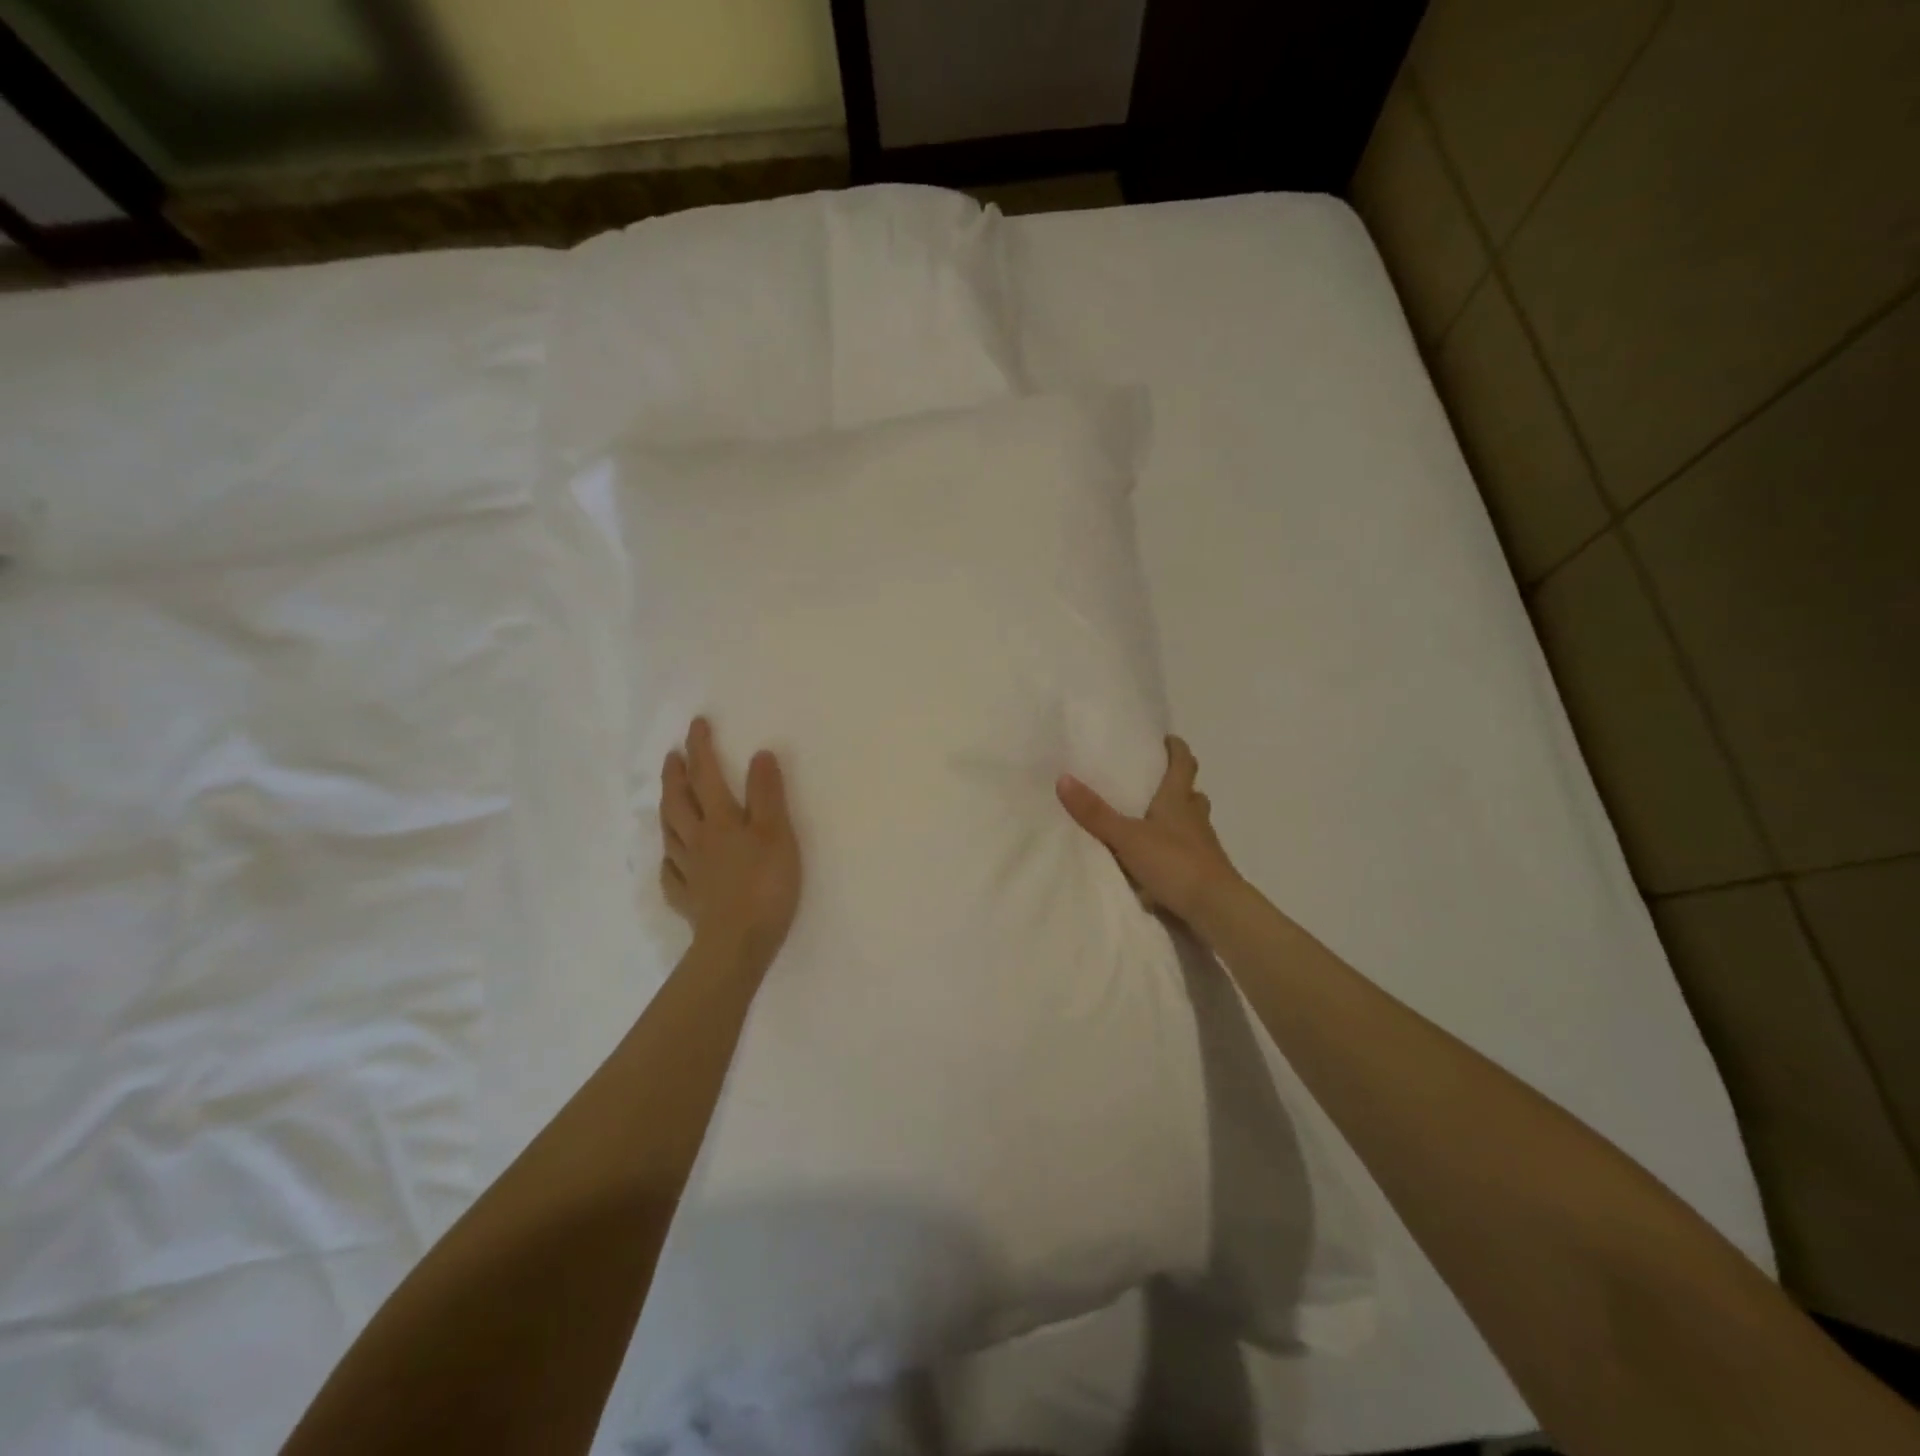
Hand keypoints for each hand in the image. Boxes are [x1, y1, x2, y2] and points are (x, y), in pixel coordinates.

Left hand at [659, 717, 800, 966]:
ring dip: (667, 810)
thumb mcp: (777, 834)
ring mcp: (689, 872)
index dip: (702, 749)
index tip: (697, 724)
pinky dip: (670, 859)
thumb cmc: (766, 884)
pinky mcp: (689, 900)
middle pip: (679, 802)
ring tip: (668, 797)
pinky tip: (671, 860)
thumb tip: (759, 754)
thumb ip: (768, 794)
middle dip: (676, 776)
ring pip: (670, 834)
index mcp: (721, 822)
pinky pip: (672, 873)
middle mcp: (698, 841)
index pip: (707, 776)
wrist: (739, 943)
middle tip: (673, 756)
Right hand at [1057, 735, 1242, 930]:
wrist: (1215, 908)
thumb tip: (1063, 778)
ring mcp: (1203, 846)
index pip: (1183, 765)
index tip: (1169, 739)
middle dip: (1178, 785)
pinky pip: (1188, 851)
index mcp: (1179, 801)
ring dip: (1178, 818)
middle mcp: (1195, 818)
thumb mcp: (1127, 837)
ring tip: (1153, 821)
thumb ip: (1096, 813)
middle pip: (1191, 794)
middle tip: (1156, 782)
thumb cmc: (1175, 862)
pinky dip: (1175, 848)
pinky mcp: (1204, 871)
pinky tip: (1158, 858)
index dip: (1177, 750)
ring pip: (1192, 823)